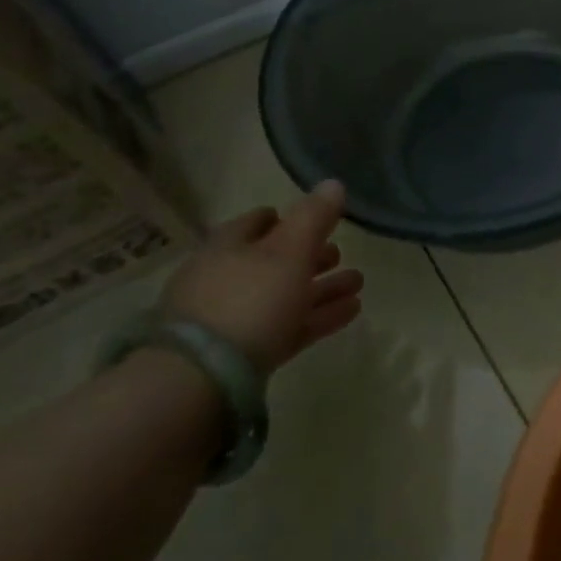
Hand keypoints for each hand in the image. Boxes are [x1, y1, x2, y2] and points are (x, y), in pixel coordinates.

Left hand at [159, 181, 363, 374]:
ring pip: (284, 295)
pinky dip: (318, 316)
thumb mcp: (289, 252)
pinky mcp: (246, 353)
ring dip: (322, 288)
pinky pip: (289, 326)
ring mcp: (233, 319)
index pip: (254, 223)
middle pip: (272, 261)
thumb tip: (333, 182)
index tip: (314, 219)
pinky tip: (351, 311)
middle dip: (309, 256)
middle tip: (340, 254)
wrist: (202, 378)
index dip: (283, 218)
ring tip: (358, 283)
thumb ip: (313, 218)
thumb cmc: (249, 300)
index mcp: (227, 247)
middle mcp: (225, 279)